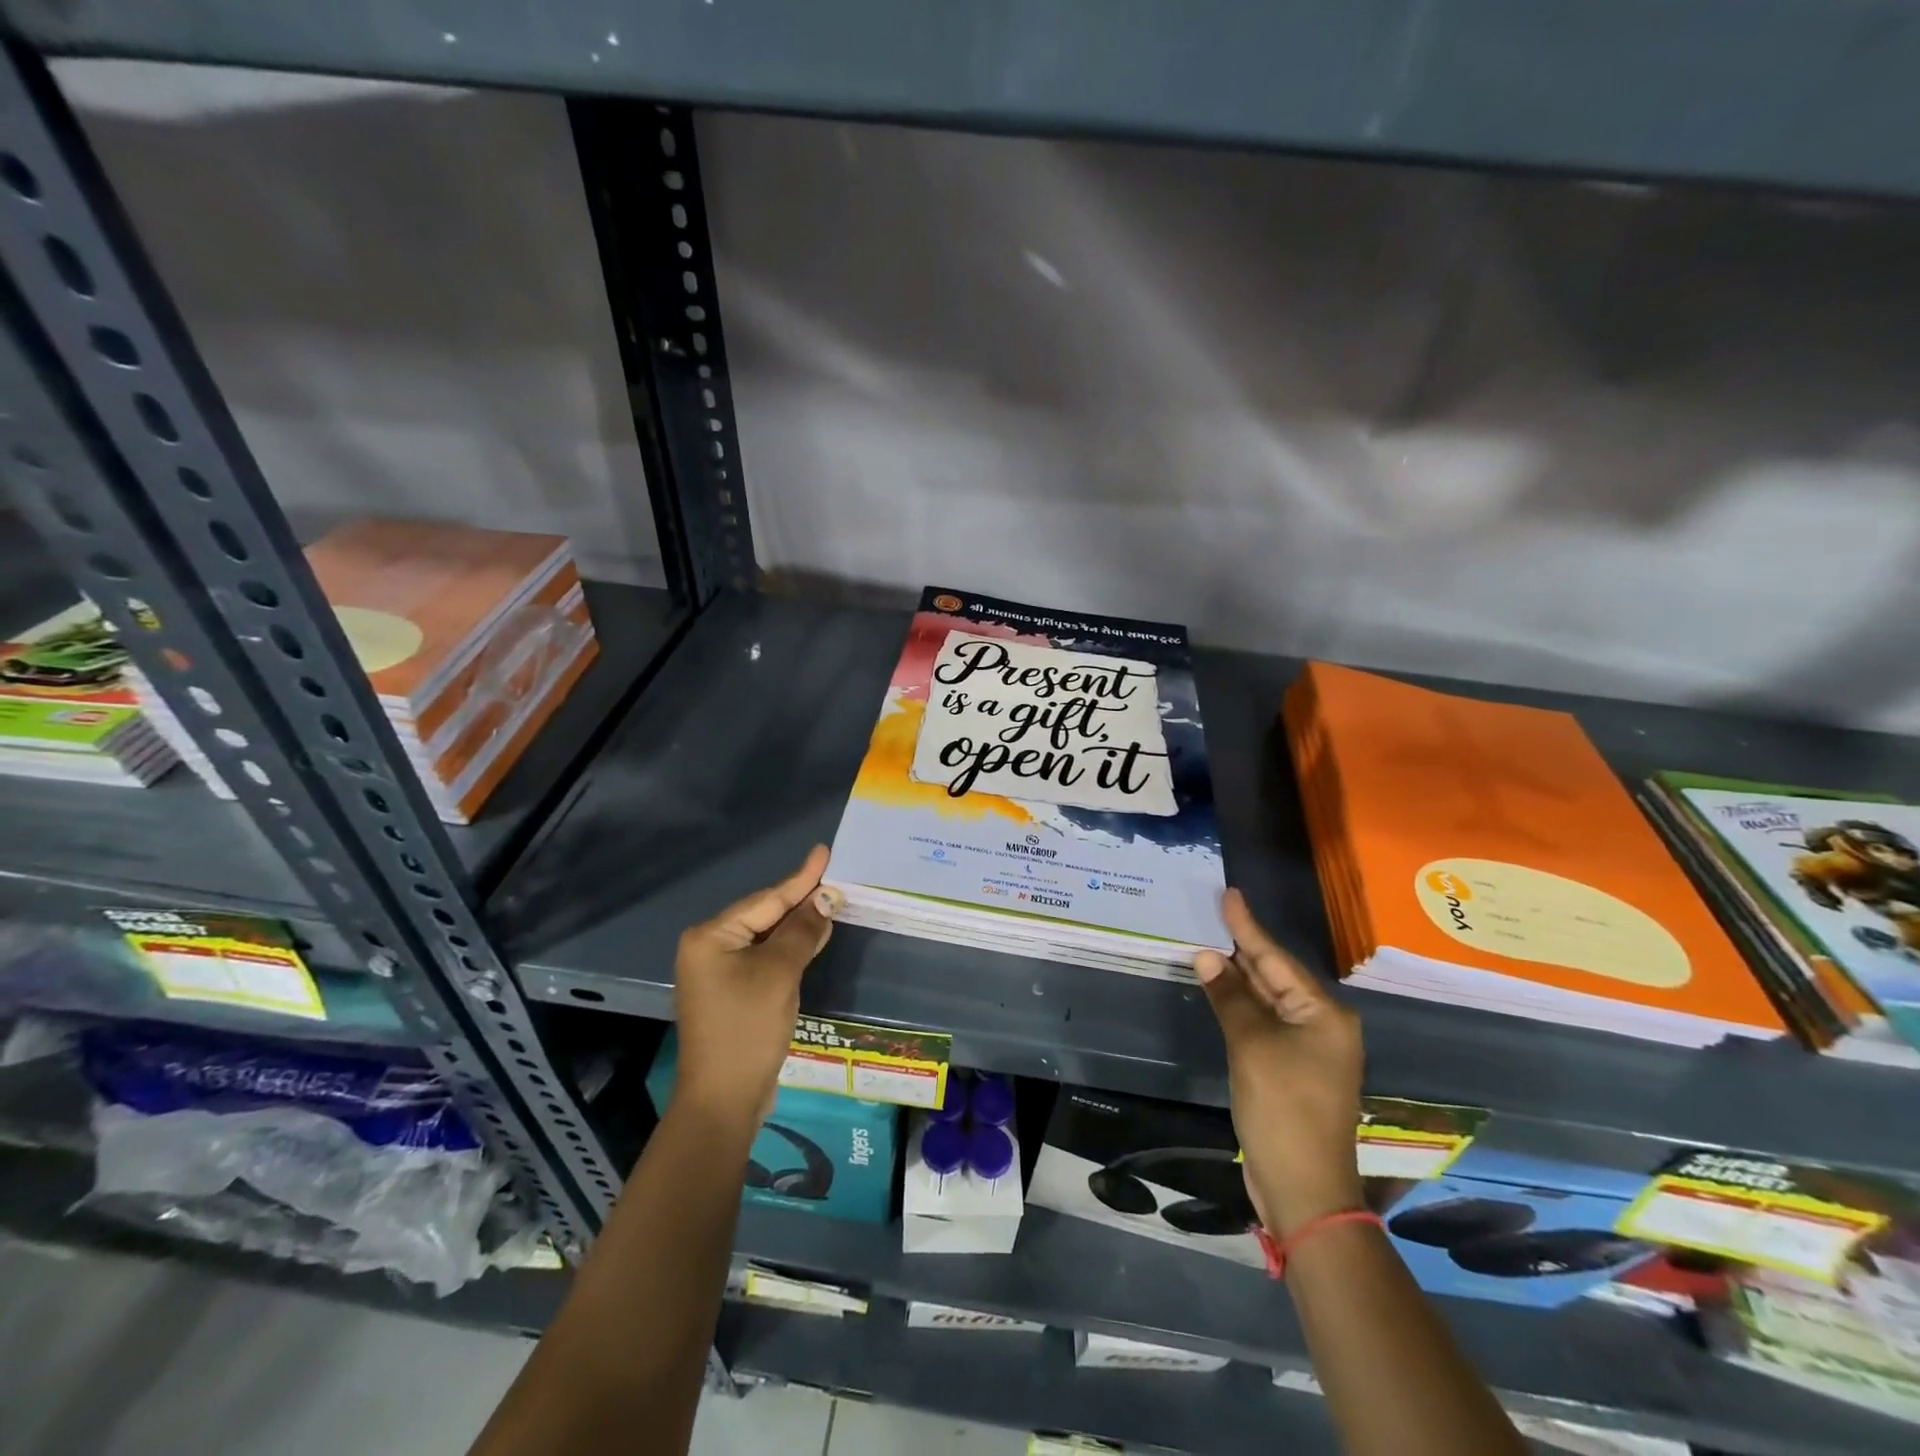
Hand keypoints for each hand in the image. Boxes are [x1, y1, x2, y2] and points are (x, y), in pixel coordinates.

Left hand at [674, 845, 836, 1126]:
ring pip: (767, 938)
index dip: (801, 878)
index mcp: (711, 936)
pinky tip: (813, 939)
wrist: (724, 1100)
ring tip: (830, 903)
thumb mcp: (780, 972)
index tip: (823, 851)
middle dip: (801, 901)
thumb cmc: (748, 1028)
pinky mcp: (732, 993)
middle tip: (835, 878)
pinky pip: (765, 959)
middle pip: (764, 915)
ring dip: (798, 926)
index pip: (766, 899)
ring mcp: (719, 972)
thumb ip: (802, 930)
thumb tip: (825, 899)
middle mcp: (710, 948)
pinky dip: (790, 950)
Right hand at [1195, 888, 1363, 1235]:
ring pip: (1268, 999)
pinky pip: (1264, 1022)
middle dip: (1243, 947)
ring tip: (1211, 941)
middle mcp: (1322, 1025)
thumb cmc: (1283, 1109)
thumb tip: (1207, 956)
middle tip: (1214, 913)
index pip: (1276, 959)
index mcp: (1324, 1014)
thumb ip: (1230, 997)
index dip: (1247, 927)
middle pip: (1275, 975)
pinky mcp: (1291, 1069)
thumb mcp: (1252, 1046)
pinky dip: (1241, 1004)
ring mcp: (1308, 1049)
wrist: (1304, 1189)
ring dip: (1239, 976)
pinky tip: (1221, 988)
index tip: (1229, 895)